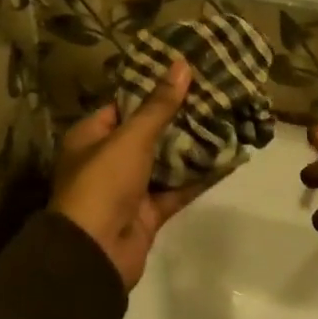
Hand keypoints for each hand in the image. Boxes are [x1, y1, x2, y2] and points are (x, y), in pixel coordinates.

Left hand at [49, 62, 203, 289]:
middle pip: (147, 132)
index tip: (183, 74)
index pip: (123, 106)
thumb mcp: (131, 138)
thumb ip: (159, 105)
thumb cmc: (103, 183)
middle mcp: (107, 160)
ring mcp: (128, 189)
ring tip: (224, 118)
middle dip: (178, 117)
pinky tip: (227, 158)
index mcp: (90, 137)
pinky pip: (177, 189)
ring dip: (191, 145)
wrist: (94, 254)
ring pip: (164, 161)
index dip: (151, 90)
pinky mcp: (148, 213)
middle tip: (212, 93)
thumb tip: (182, 64)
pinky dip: (198, 176)